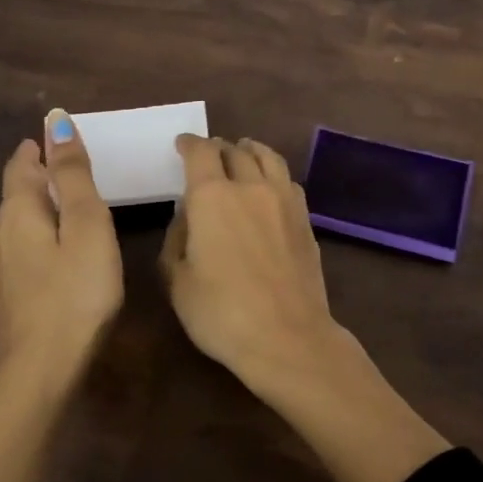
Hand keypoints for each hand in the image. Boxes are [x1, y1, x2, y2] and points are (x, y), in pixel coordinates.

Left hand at [0, 109, 123, 388]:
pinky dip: (44, 232)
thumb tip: (55, 120)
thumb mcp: (85, 226)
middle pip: (19, 189)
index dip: (43, 146)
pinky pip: (26, 244)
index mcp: (18, 209)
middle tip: (80, 167)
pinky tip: (62, 247)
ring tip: (75, 203)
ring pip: (21, 219)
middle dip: (43, 173)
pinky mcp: (12, 291)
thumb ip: (74, 174)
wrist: (44, 369)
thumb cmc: (75, 293)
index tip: (69, 137)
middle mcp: (1, 231)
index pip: (24, 162)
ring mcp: (3, 265)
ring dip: (44, 204)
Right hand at [159, 135, 345, 392]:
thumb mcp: (177, 281)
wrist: (287, 337)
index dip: (189, 144)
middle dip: (218, 147)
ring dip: (251, 150)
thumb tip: (188, 217)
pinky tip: (271, 185)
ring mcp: (284, 202)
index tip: (182, 145)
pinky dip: (274, 174)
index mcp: (212, 197)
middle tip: (209, 152)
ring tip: (243, 151)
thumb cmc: (221, 313)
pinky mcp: (305, 221)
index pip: (200, 153)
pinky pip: (288, 182)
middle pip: (235, 151)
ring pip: (268, 158)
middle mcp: (250, 187)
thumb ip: (176, 240)